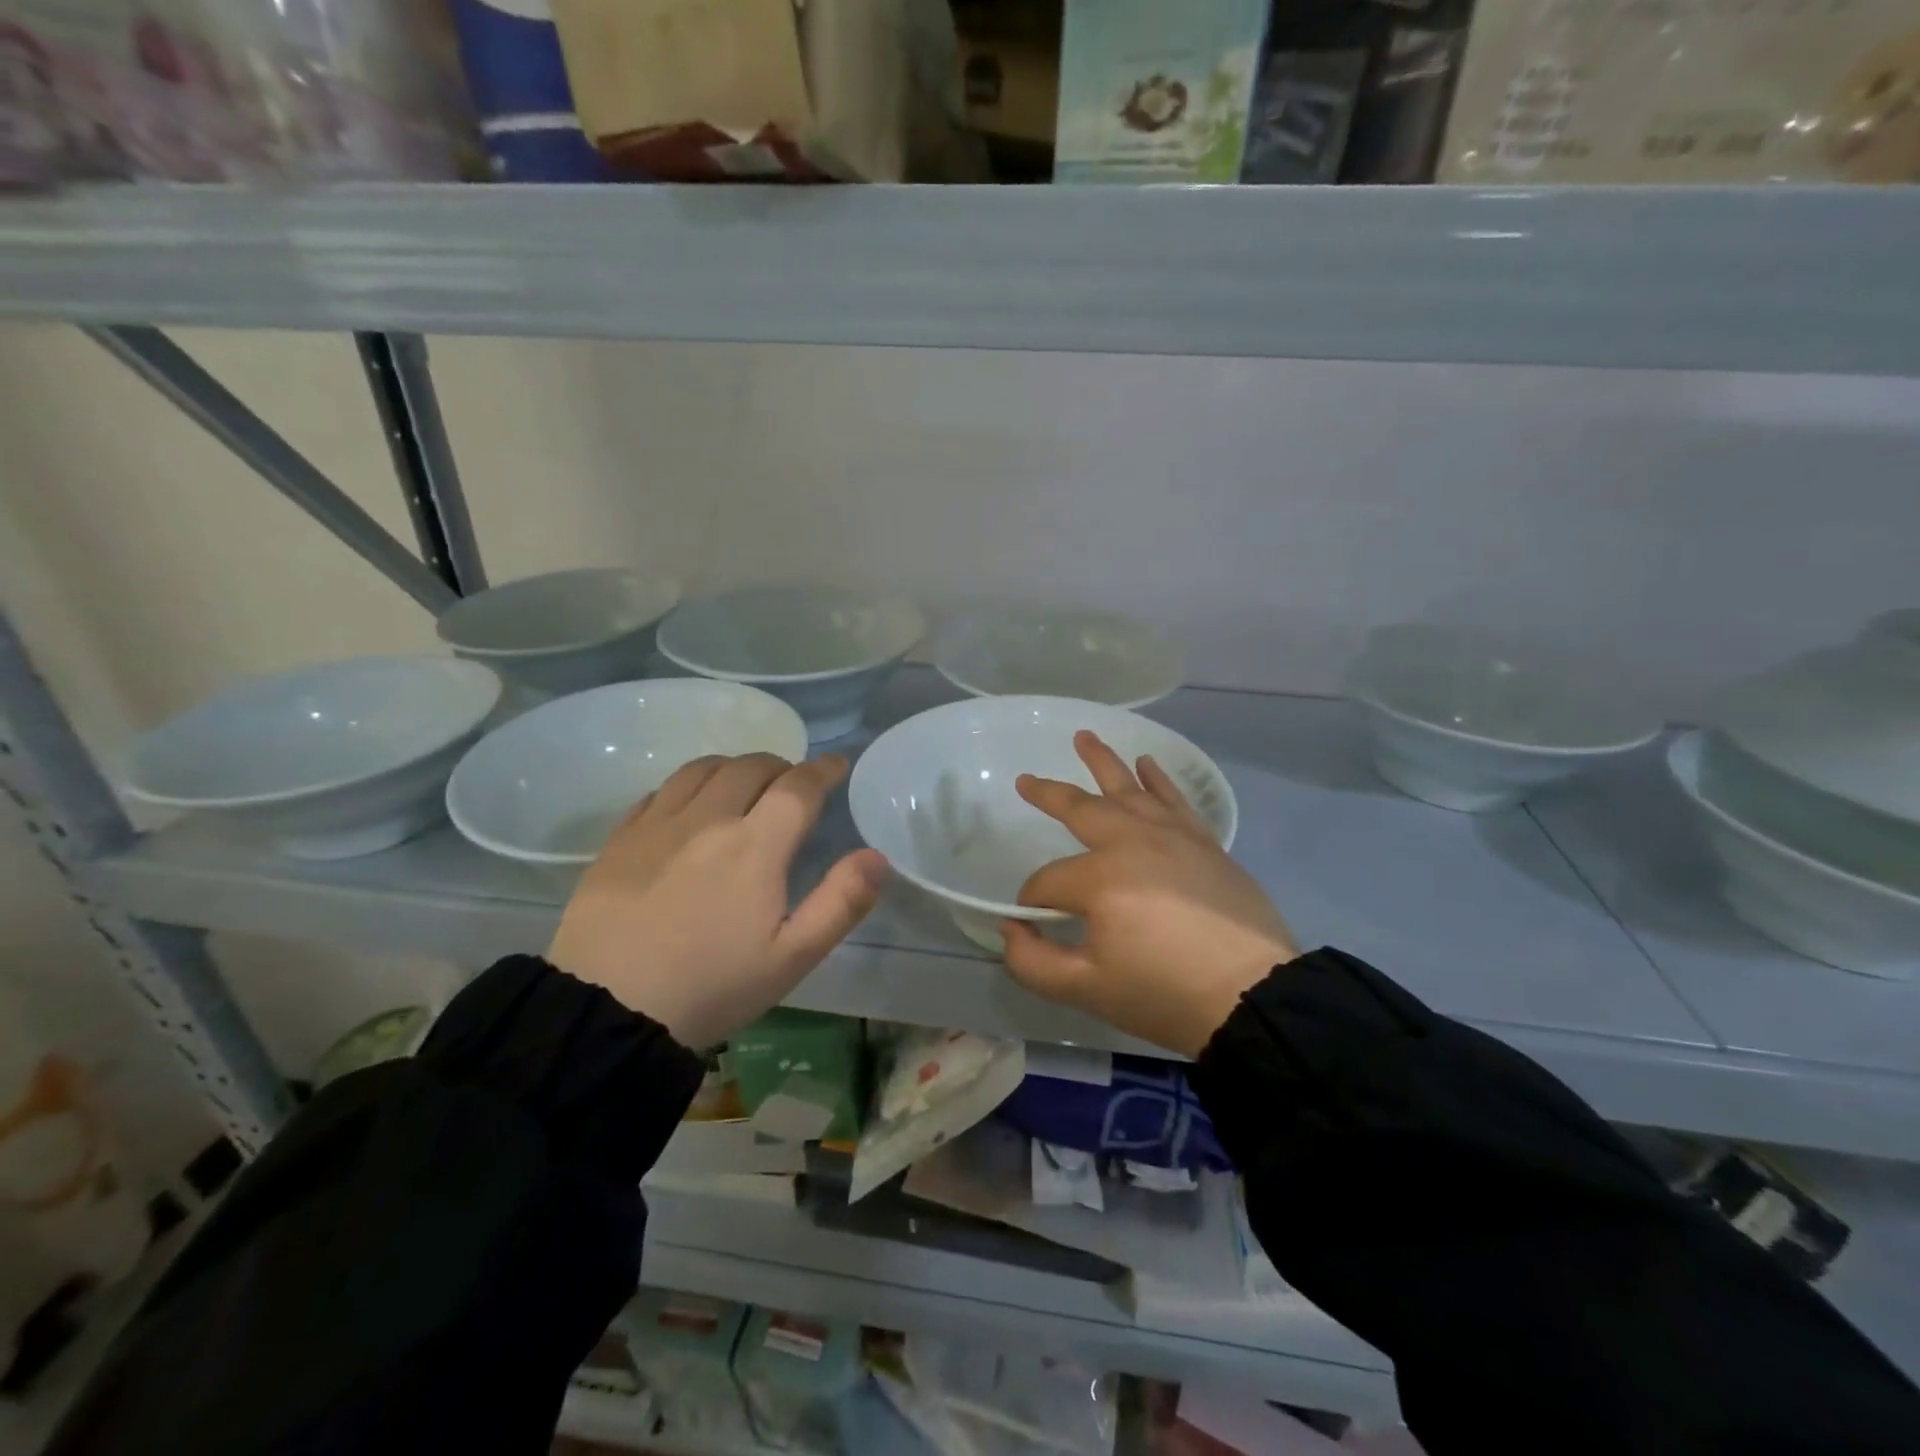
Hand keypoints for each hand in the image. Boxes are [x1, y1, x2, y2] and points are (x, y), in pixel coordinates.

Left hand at [547, 753, 887, 1048]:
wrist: (605, 1012)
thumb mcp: (792, 958)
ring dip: (735, 767)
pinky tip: (691, 805)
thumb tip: (877, 856)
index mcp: (755, 846)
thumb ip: (841, 902)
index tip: (837, 765)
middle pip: (751, 766)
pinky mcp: (620, 839)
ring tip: (745, 785)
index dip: (823, 769)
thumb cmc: (711, 988)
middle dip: (782, 766)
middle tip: (793, 785)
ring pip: (704, 769)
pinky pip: (661, 789)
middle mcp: (708, 819)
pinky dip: (690, 784)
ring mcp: (658, 825)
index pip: (798, 786)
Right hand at [1001, 732, 1298, 1056]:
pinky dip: (1158, 779)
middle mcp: (1133, 842)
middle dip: (1048, 795)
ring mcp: (1172, 836)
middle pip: (1081, 809)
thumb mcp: (1086, 990)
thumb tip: (1011, 928)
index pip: (1049, 882)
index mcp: (1100, 878)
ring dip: (1102, 762)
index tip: (1032, 923)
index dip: (1033, 902)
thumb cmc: (1164, 994)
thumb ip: (1033, 961)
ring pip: (1129, 788)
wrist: (1252, 996)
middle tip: (1025, 780)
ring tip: (1084, 737)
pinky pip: (1174, 799)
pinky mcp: (1203, 842)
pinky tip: (1146, 763)